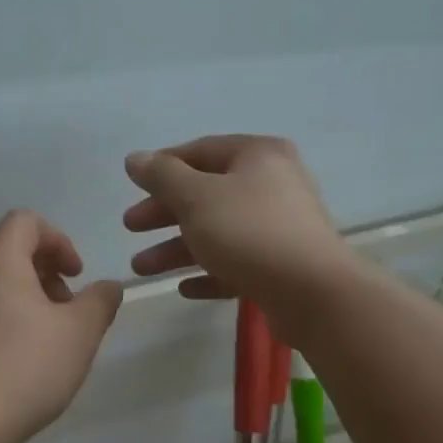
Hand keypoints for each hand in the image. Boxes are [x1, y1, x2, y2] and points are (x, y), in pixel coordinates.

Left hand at [0, 210, 123, 442]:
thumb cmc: (26, 370)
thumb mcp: (80, 334)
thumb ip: (100, 301)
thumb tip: (107, 287)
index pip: (24, 221)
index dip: (58, 239)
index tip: (76, 276)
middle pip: (8, 253)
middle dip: (46, 273)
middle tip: (68, 312)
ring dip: (26, 301)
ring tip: (48, 342)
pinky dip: (4, 324)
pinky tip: (19, 366)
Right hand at [123, 135, 355, 328]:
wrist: (311, 291)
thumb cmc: (248, 232)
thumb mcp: (196, 197)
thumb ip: (162, 176)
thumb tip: (135, 158)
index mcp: (257, 156)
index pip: (201, 151)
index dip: (162, 167)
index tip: (132, 186)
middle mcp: (272, 185)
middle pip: (206, 195)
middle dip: (164, 214)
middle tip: (131, 228)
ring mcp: (279, 227)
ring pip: (218, 233)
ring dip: (177, 250)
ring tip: (142, 270)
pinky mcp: (281, 266)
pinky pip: (236, 264)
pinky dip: (209, 273)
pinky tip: (185, 289)